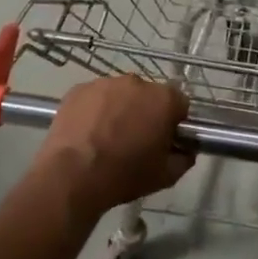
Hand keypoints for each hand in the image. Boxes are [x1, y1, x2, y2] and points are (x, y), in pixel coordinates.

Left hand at [32, 77, 192, 217]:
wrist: (72, 176)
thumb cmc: (124, 175)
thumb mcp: (166, 176)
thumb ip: (184, 158)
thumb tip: (185, 150)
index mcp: (164, 99)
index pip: (180, 103)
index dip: (175, 121)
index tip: (165, 139)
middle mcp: (136, 82)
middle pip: (149, 95)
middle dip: (146, 112)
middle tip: (136, 139)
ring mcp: (105, 83)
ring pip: (120, 94)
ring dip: (120, 109)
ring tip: (107, 137)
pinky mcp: (78, 89)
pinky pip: (95, 97)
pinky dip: (95, 110)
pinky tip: (87, 133)